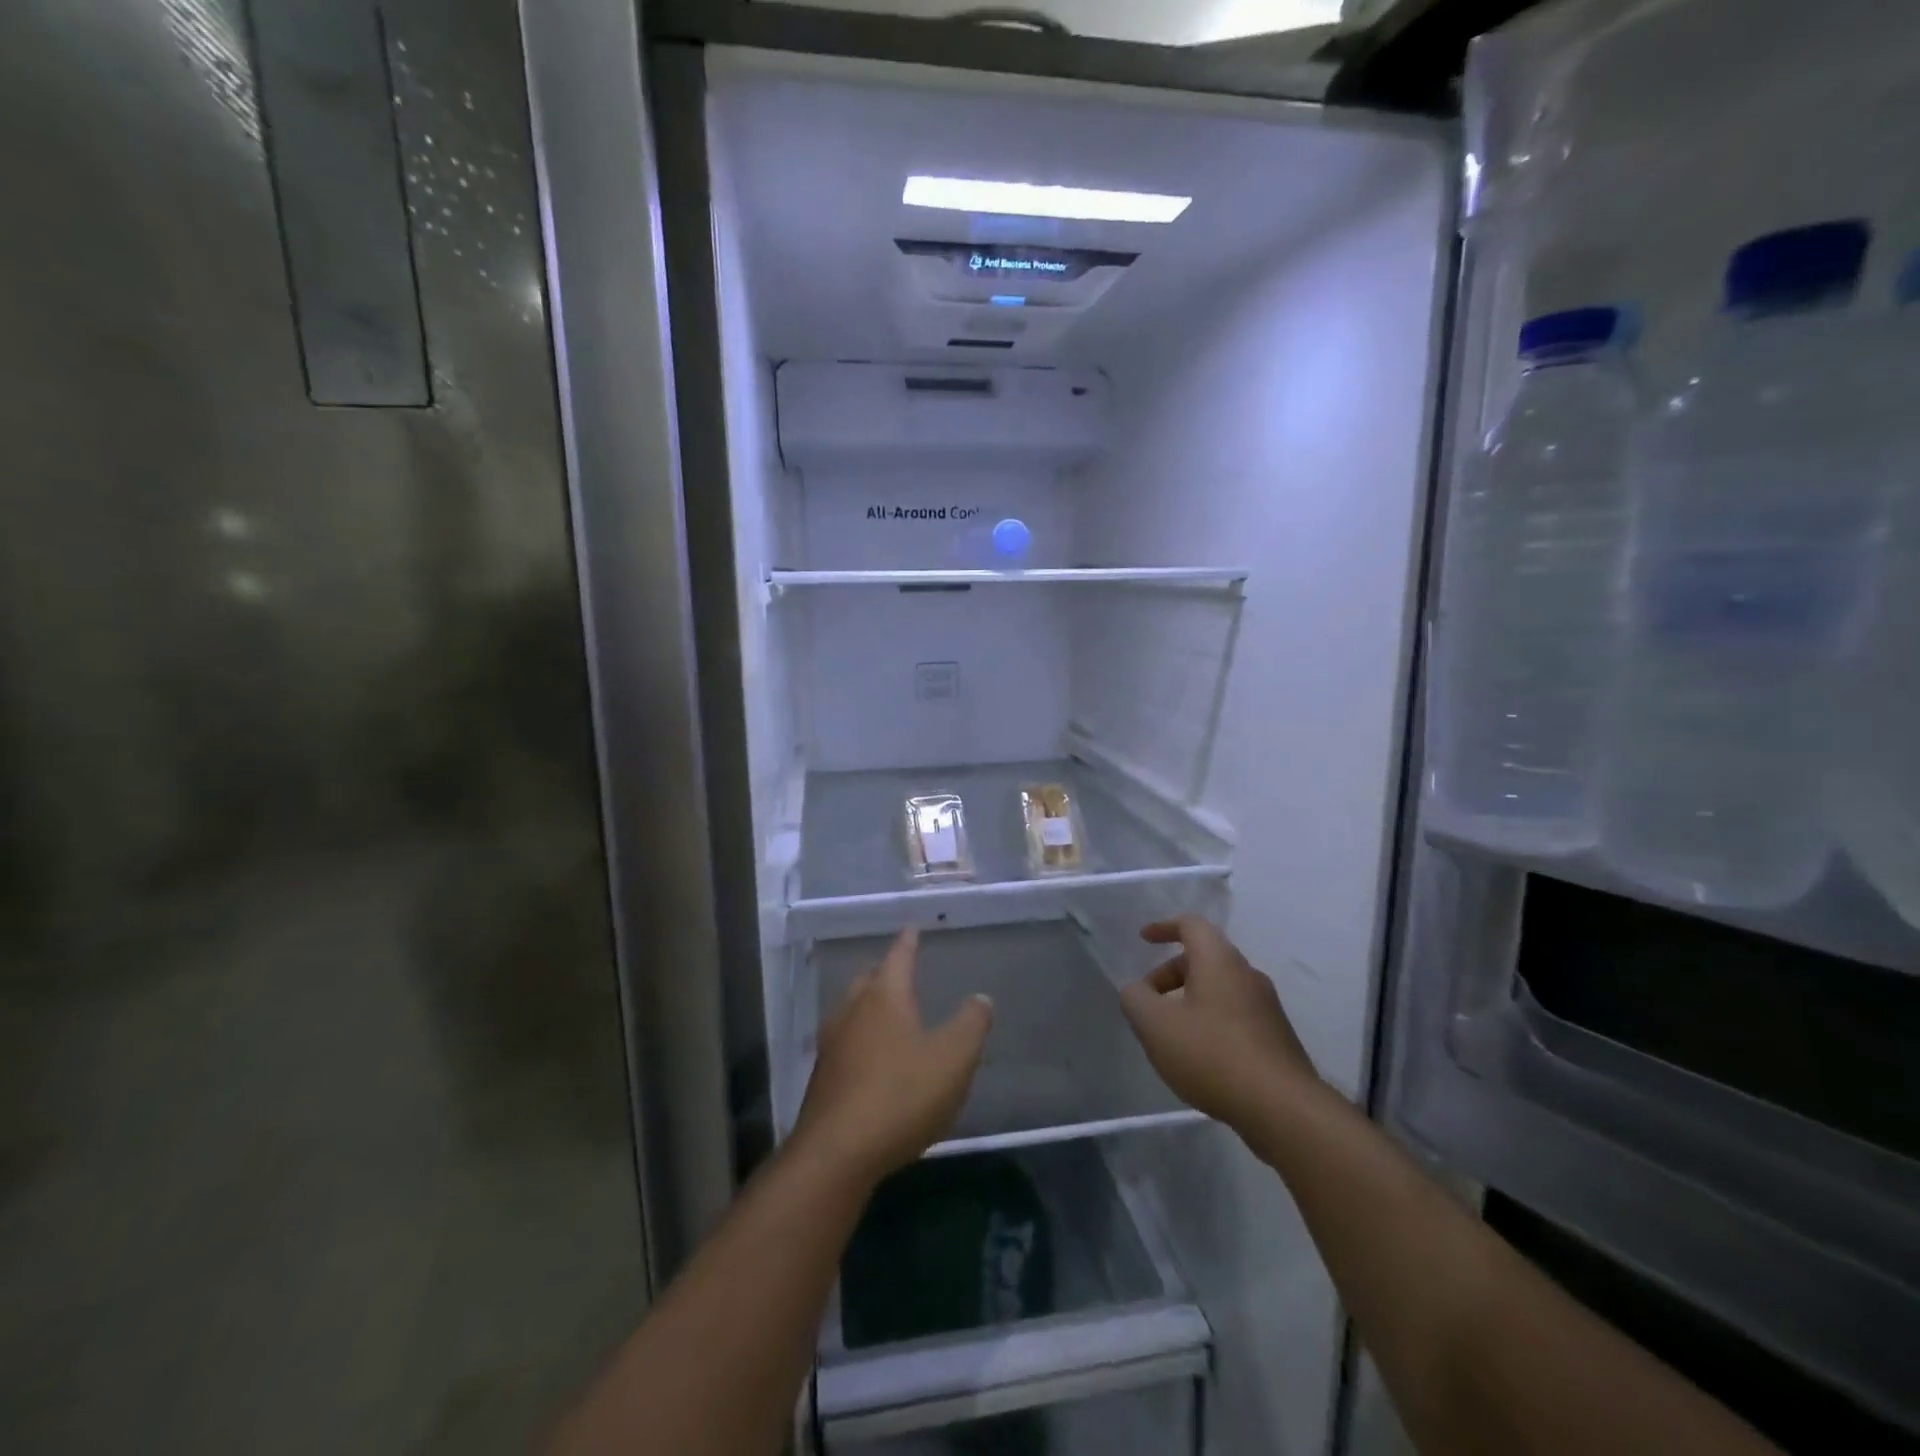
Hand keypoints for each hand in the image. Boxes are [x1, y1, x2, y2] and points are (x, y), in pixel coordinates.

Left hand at [791, 928, 993, 1186]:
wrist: (837, 1153)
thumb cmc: (900, 1095)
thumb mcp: (953, 1059)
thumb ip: (971, 1025)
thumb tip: (980, 998)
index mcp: (884, 997)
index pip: (899, 956)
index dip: (908, 941)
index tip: (912, 926)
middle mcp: (853, 1011)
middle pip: (869, 980)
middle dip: (885, 972)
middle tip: (901, 968)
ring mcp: (832, 1044)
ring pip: (853, 1010)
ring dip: (870, 1005)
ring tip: (887, 1010)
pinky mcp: (822, 1078)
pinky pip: (846, 1042)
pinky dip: (861, 1038)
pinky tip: (871, 1057)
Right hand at [1118, 916, 1319, 1132]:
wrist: (1283, 1109)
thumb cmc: (1212, 1054)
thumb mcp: (1155, 1025)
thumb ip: (1135, 999)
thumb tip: (1136, 990)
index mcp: (1219, 961)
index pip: (1192, 925)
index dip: (1164, 927)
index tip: (1143, 939)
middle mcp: (1247, 975)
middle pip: (1204, 958)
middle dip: (1170, 973)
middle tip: (1148, 1001)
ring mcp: (1267, 1007)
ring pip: (1220, 988)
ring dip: (1190, 999)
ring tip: (1170, 1032)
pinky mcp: (1276, 1037)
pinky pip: (1235, 1014)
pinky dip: (1210, 1021)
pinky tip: (1200, 1055)